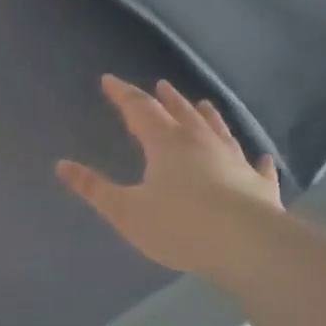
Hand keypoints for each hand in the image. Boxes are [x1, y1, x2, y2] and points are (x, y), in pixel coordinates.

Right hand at [57, 75, 282, 279]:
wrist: (248, 245)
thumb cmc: (180, 226)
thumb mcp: (126, 212)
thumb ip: (95, 188)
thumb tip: (62, 165)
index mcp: (166, 143)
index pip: (140, 108)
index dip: (123, 94)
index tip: (109, 80)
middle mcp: (201, 143)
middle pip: (182, 112)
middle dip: (167, 99)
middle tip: (161, 85)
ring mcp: (235, 161)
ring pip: (219, 130)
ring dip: (208, 116)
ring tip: (203, 104)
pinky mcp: (260, 185)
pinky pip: (257, 167)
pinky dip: (256, 160)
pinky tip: (262, 158)